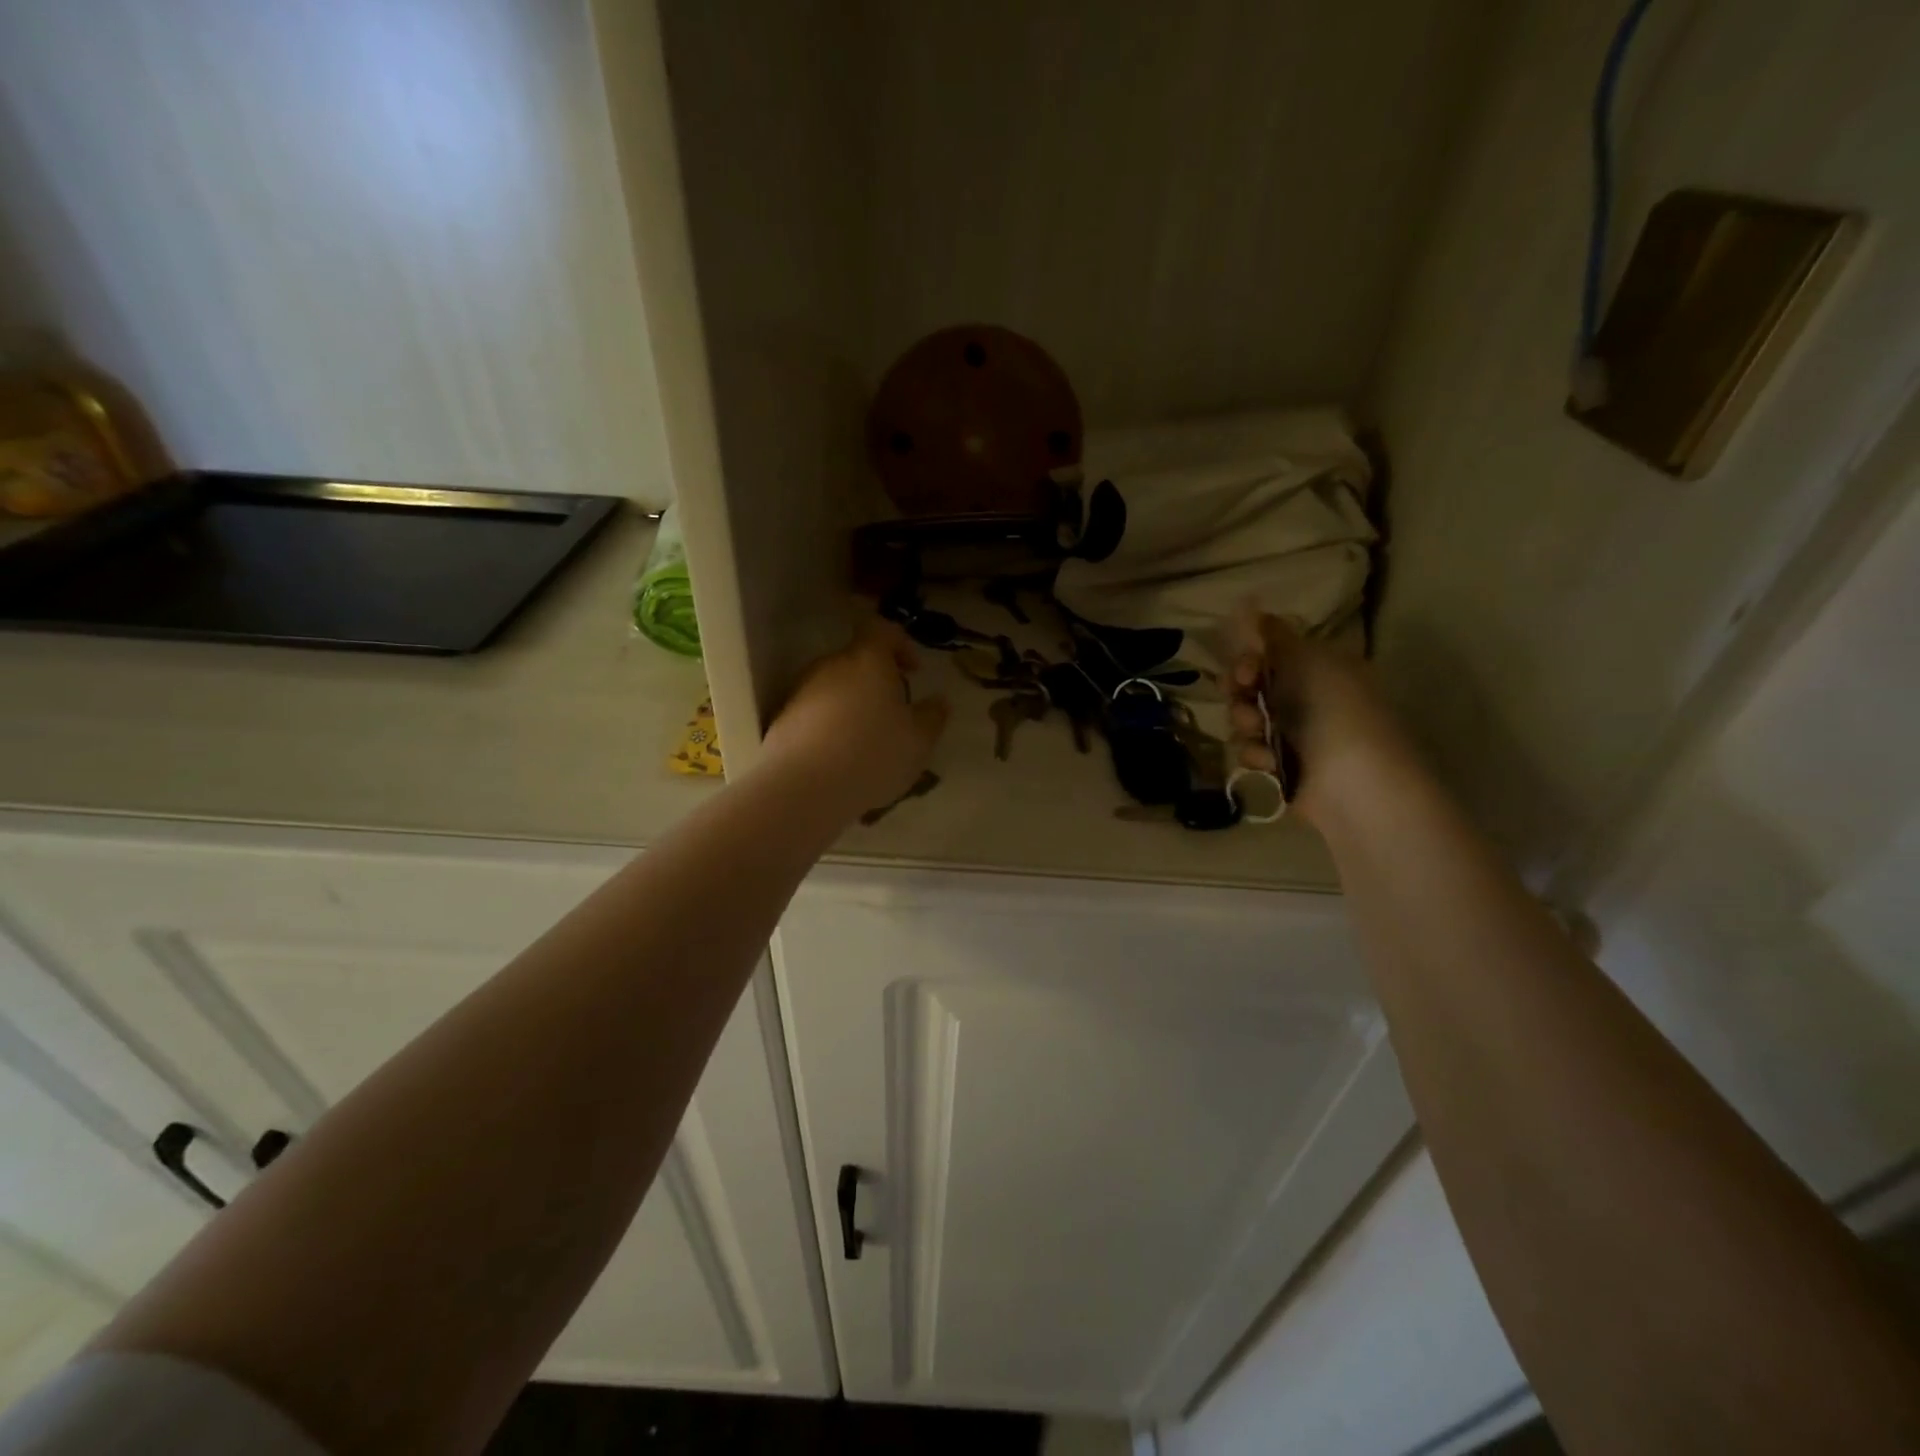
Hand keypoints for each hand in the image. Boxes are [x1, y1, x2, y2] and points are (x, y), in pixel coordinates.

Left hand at [761, 619, 950, 813]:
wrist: (804, 788)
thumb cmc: (872, 754)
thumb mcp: (919, 740)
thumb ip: (933, 716)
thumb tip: (939, 701)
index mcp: (867, 660)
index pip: (882, 629)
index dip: (901, 644)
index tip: (914, 671)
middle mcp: (831, 666)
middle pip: (856, 660)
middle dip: (876, 681)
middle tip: (894, 712)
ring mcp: (801, 691)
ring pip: (835, 688)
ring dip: (852, 705)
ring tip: (867, 741)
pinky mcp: (783, 718)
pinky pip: (815, 713)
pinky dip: (830, 726)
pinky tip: (841, 758)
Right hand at [1227, 608, 1407, 825]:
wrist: (1355, 782)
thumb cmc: (1336, 711)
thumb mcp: (1308, 661)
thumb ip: (1275, 636)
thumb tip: (1253, 609)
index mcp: (1318, 668)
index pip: (1269, 655)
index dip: (1249, 660)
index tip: (1247, 671)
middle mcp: (1305, 698)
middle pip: (1249, 687)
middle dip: (1240, 694)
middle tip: (1245, 702)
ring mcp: (1293, 735)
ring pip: (1244, 720)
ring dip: (1244, 724)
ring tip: (1260, 735)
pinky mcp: (1281, 768)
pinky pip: (1249, 752)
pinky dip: (1255, 755)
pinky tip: (1270, 763)